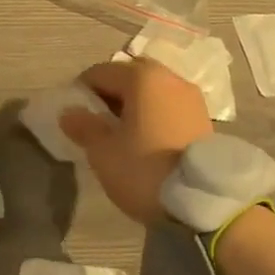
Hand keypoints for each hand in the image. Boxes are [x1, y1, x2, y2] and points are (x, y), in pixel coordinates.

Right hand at [62, 58, 212, 225]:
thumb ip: (84, 126)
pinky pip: (169, 104)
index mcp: (141, 77)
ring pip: (152, 89)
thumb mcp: (104, 152)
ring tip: (124, 133)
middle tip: (99, 121)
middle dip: (111, 93)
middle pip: (129, 75)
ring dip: (135, 103)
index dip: (82, 91)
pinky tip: (148, 139)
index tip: (74, 116)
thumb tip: (69, 112)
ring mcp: (191, 96)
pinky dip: (154, 113)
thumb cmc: (145, 170)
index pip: (101, 72)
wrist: (205, 202)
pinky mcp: (204, 117)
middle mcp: (168, 77)